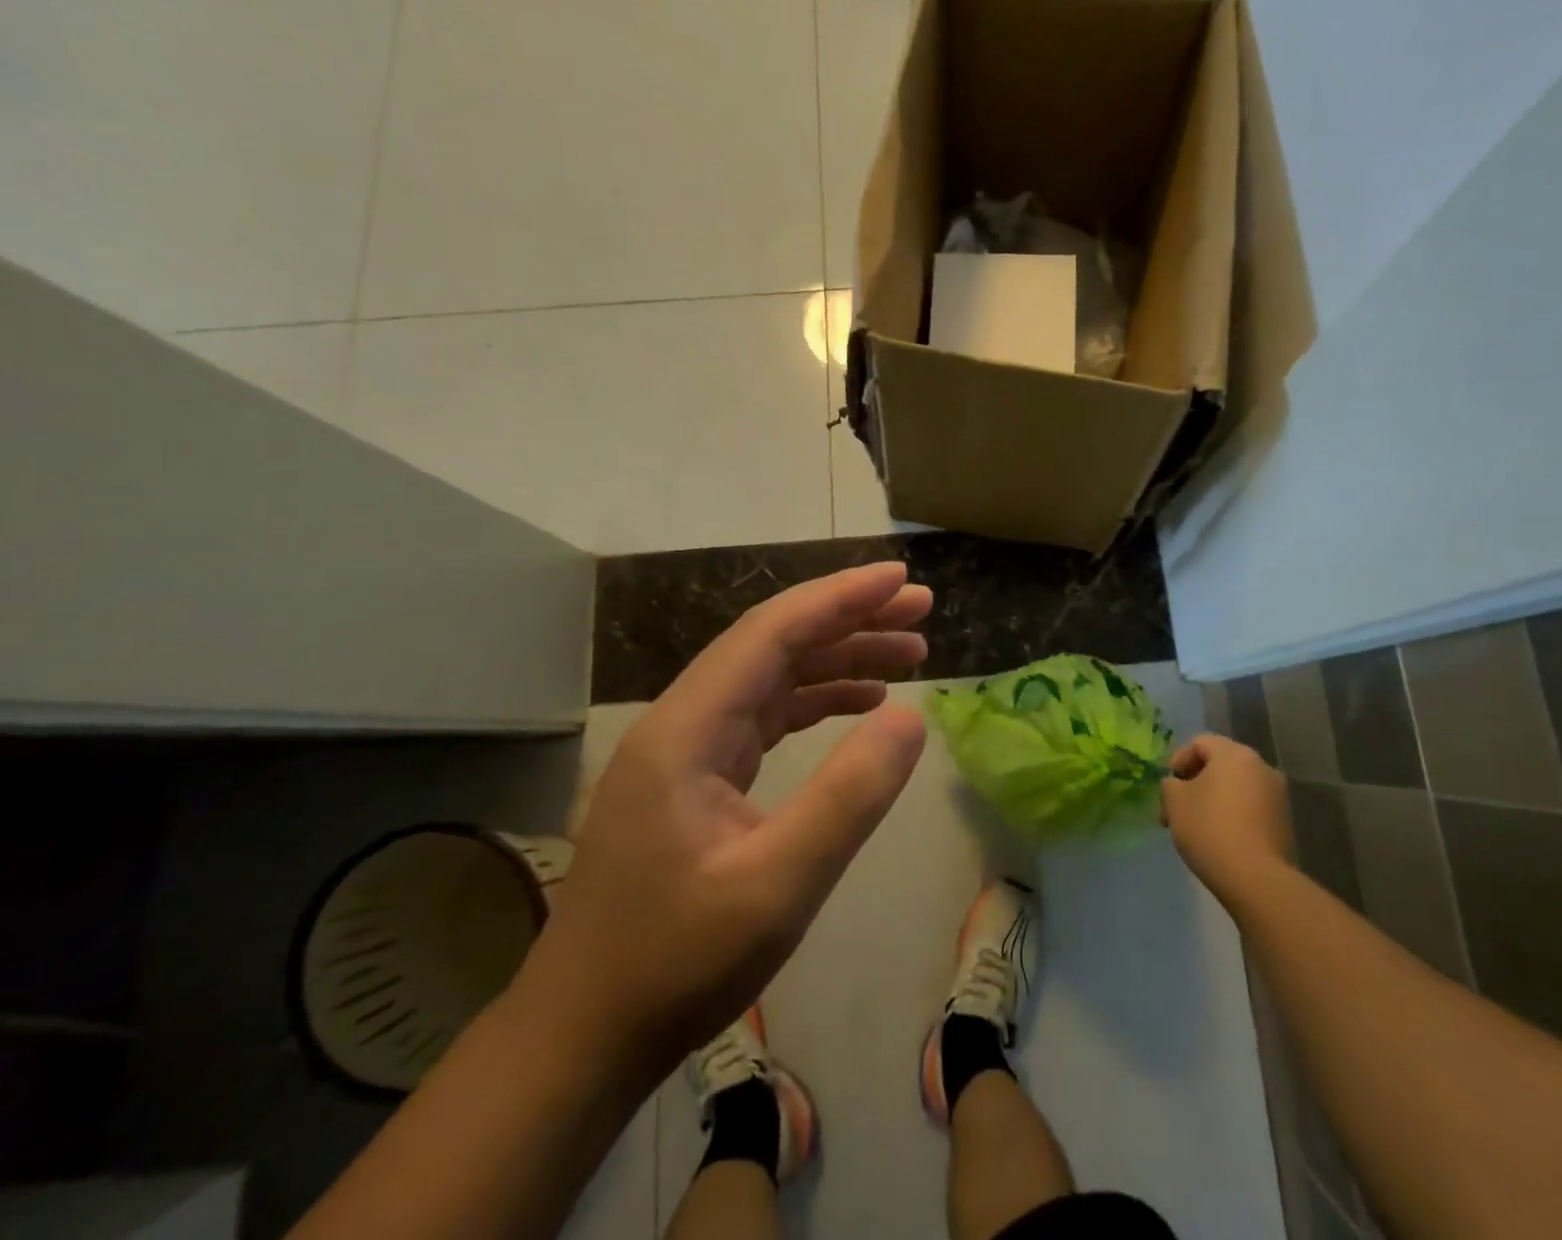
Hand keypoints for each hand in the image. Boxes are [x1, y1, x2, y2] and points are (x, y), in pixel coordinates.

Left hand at [529, 563, 931, 1076]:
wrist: (584, 1037)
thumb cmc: (677, 964)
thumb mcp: (779, 885)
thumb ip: (850, 796)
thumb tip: (912, 718)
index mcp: (687, 729)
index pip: (772, 633)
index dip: (840, 598)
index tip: (900, 579)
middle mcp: (682, 722)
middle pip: (774, 643)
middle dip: (850, 619)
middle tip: (921, 610)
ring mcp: (687, 749)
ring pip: (773, 677)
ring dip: (839, 658)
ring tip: (909, 653)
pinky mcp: (697, 778)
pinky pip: (765, 716)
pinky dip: (818, 700)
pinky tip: (862, 703)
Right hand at [1161, 734, 1294, 910]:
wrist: (1257, 879)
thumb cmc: (1210, 828)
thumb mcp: (1175, 801)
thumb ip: (1170, 784)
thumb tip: (1177, 785)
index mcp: (1235, 754)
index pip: (1200, 743)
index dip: (1178, 760)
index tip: (1167, 786)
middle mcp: (1261, 767)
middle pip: (1219, 765)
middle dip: (1193, 784)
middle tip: (1174, 809)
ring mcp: (1277, 796)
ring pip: (1234, 788)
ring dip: (1212, 800)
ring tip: (1193, 827)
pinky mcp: (1284, 823)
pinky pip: (1250, 808)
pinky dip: (1231, 815)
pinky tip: (1217, 839)